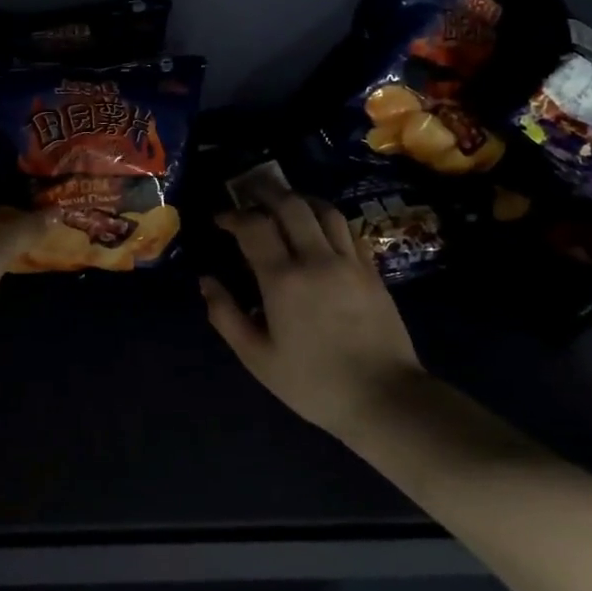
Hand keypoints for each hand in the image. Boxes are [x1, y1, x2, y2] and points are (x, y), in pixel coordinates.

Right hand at [202, 191, 425, 438]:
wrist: (384, 398)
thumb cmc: (313, 383)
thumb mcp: (257, 358)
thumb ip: (226, 316)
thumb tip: (206, 281)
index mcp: (283, 280)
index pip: (254, 227)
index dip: (233, 215)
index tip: (220, 219)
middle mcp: (317, 259)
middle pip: (291, 205)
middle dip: (265, 192)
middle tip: (247, 192)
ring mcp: (349, 262)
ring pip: (324, 210)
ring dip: (298, 199)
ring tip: (282, 202)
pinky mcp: (372, 270)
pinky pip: (347, 229)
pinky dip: (326, 219)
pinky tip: (318, 227)